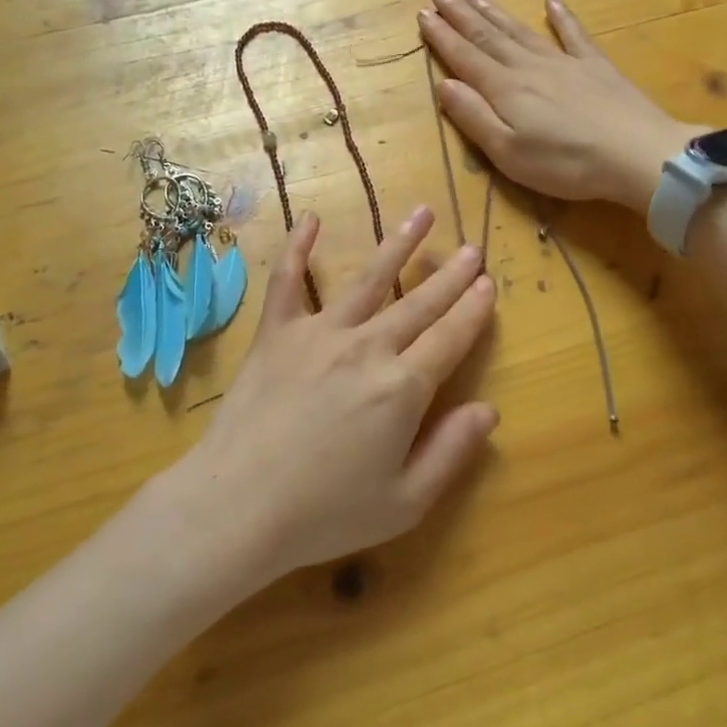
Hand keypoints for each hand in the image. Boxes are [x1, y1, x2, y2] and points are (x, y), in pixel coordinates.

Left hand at [159, 207, 497, 590]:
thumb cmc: (325, 513)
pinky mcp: (276, 332)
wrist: (238, 504)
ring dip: (398, 245)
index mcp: (402, 388)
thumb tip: (488, 409)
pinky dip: (297, 247)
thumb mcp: (405, 502)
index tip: (488, 283)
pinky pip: (288, 280)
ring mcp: (318, 332)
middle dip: (449, 276)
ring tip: (421, 213)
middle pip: (419, 303)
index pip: (450, 338)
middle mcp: (366, 347)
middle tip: (471, 248)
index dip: (472, 310)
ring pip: (368, 279)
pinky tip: (311, 218)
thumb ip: (451, 452)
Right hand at [419, 0, 697, 210]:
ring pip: (521, 31)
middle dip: (460, 13)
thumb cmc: (566, 163)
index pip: (465, 57)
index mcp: (505, 89)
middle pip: (488, 35)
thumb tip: (443, 84)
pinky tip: (551, 1)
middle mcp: (529, 67)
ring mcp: (565, 63)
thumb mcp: (508, 152)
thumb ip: (474, 117)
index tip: (422, 14)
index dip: (442, 36)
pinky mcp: (596, 67)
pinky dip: (561, 17)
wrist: (639, 156)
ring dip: (494, 11)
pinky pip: (573, 35)